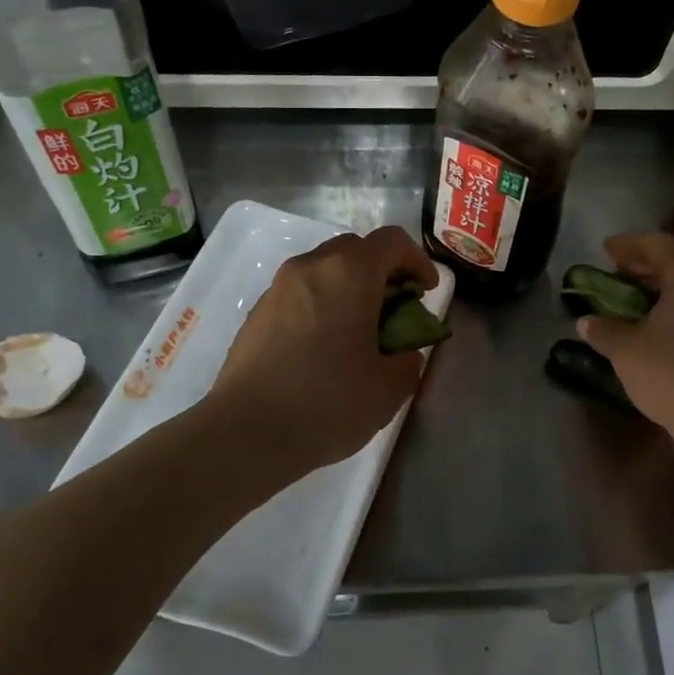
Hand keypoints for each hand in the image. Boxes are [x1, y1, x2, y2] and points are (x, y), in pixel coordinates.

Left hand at [209, 225, 439, 478]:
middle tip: (395, 310)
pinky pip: (299, 294)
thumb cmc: (328, 402)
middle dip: (382, 272)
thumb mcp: (390, 387)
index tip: (426, 293)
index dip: (418, 261)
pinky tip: (321, 349)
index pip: (392, 241)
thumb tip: (403, 351)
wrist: (247, 432)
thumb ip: (409, 359)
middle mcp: (310, 267)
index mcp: (349, 273)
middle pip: (355, 249)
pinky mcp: (256, 313)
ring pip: (323, 270)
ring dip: (348, 289)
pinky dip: (320, 306)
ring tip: (358, 332)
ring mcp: (277, 288)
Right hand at [576, 233, 673, 446]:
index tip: (605, 249)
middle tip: (619, 272)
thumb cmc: (672, 373)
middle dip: (648, 265)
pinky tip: (664, 321)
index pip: (655, 244)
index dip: (627, 246)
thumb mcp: (626, 349)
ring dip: (668, 286)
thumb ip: (605, 329)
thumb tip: (587, 323)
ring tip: (639, 297)